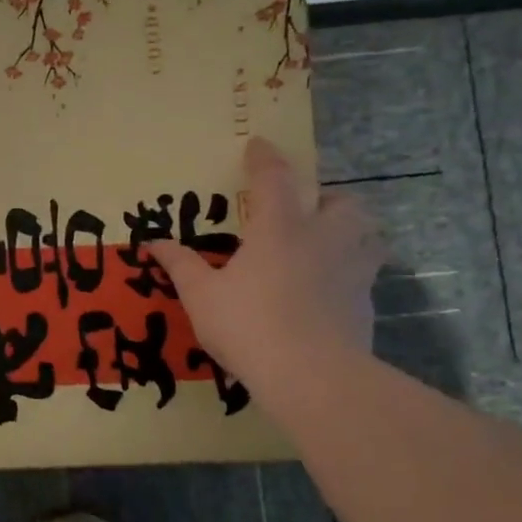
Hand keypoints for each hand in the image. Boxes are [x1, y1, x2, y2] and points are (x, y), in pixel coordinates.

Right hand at [150, 138, 384, 400]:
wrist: (312, 377)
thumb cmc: (249, 326)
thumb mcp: (201, 296)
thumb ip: (181, 265)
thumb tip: (154, 242)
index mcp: (279, 228)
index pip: (273, 178)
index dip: (264, 157)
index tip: (258, 144)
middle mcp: (322, 238)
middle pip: (341, 202)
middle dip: (325, 199)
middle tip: (305, 212)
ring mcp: (351, 270)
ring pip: (367, 235)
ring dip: (351, 231)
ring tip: (328, 245)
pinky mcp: (365, 302)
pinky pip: (364, 274)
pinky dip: (350, 273)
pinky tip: (329, 292)